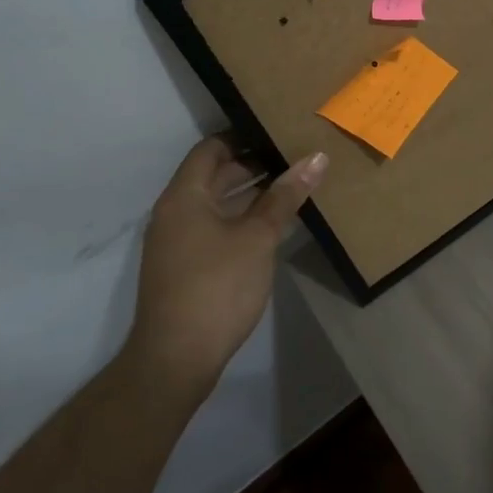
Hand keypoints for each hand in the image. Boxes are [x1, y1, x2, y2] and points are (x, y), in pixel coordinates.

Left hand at [128, 137, 327, 395]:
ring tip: (292, 188)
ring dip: (250, 194)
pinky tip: (273, 226)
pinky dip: (240, 219)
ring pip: (216, 203)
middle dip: (253, 165)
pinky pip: (214, 227)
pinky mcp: (184, 267)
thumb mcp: (258, 237)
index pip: (211, 148)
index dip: (244, 136)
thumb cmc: (217, 287)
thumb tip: (317, 157)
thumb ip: (285, 196)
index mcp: (185, 196)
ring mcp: (177, 242)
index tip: (279, 132)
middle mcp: (175, 212)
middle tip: (294, 159)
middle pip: (213, 174)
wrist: (176, 359)